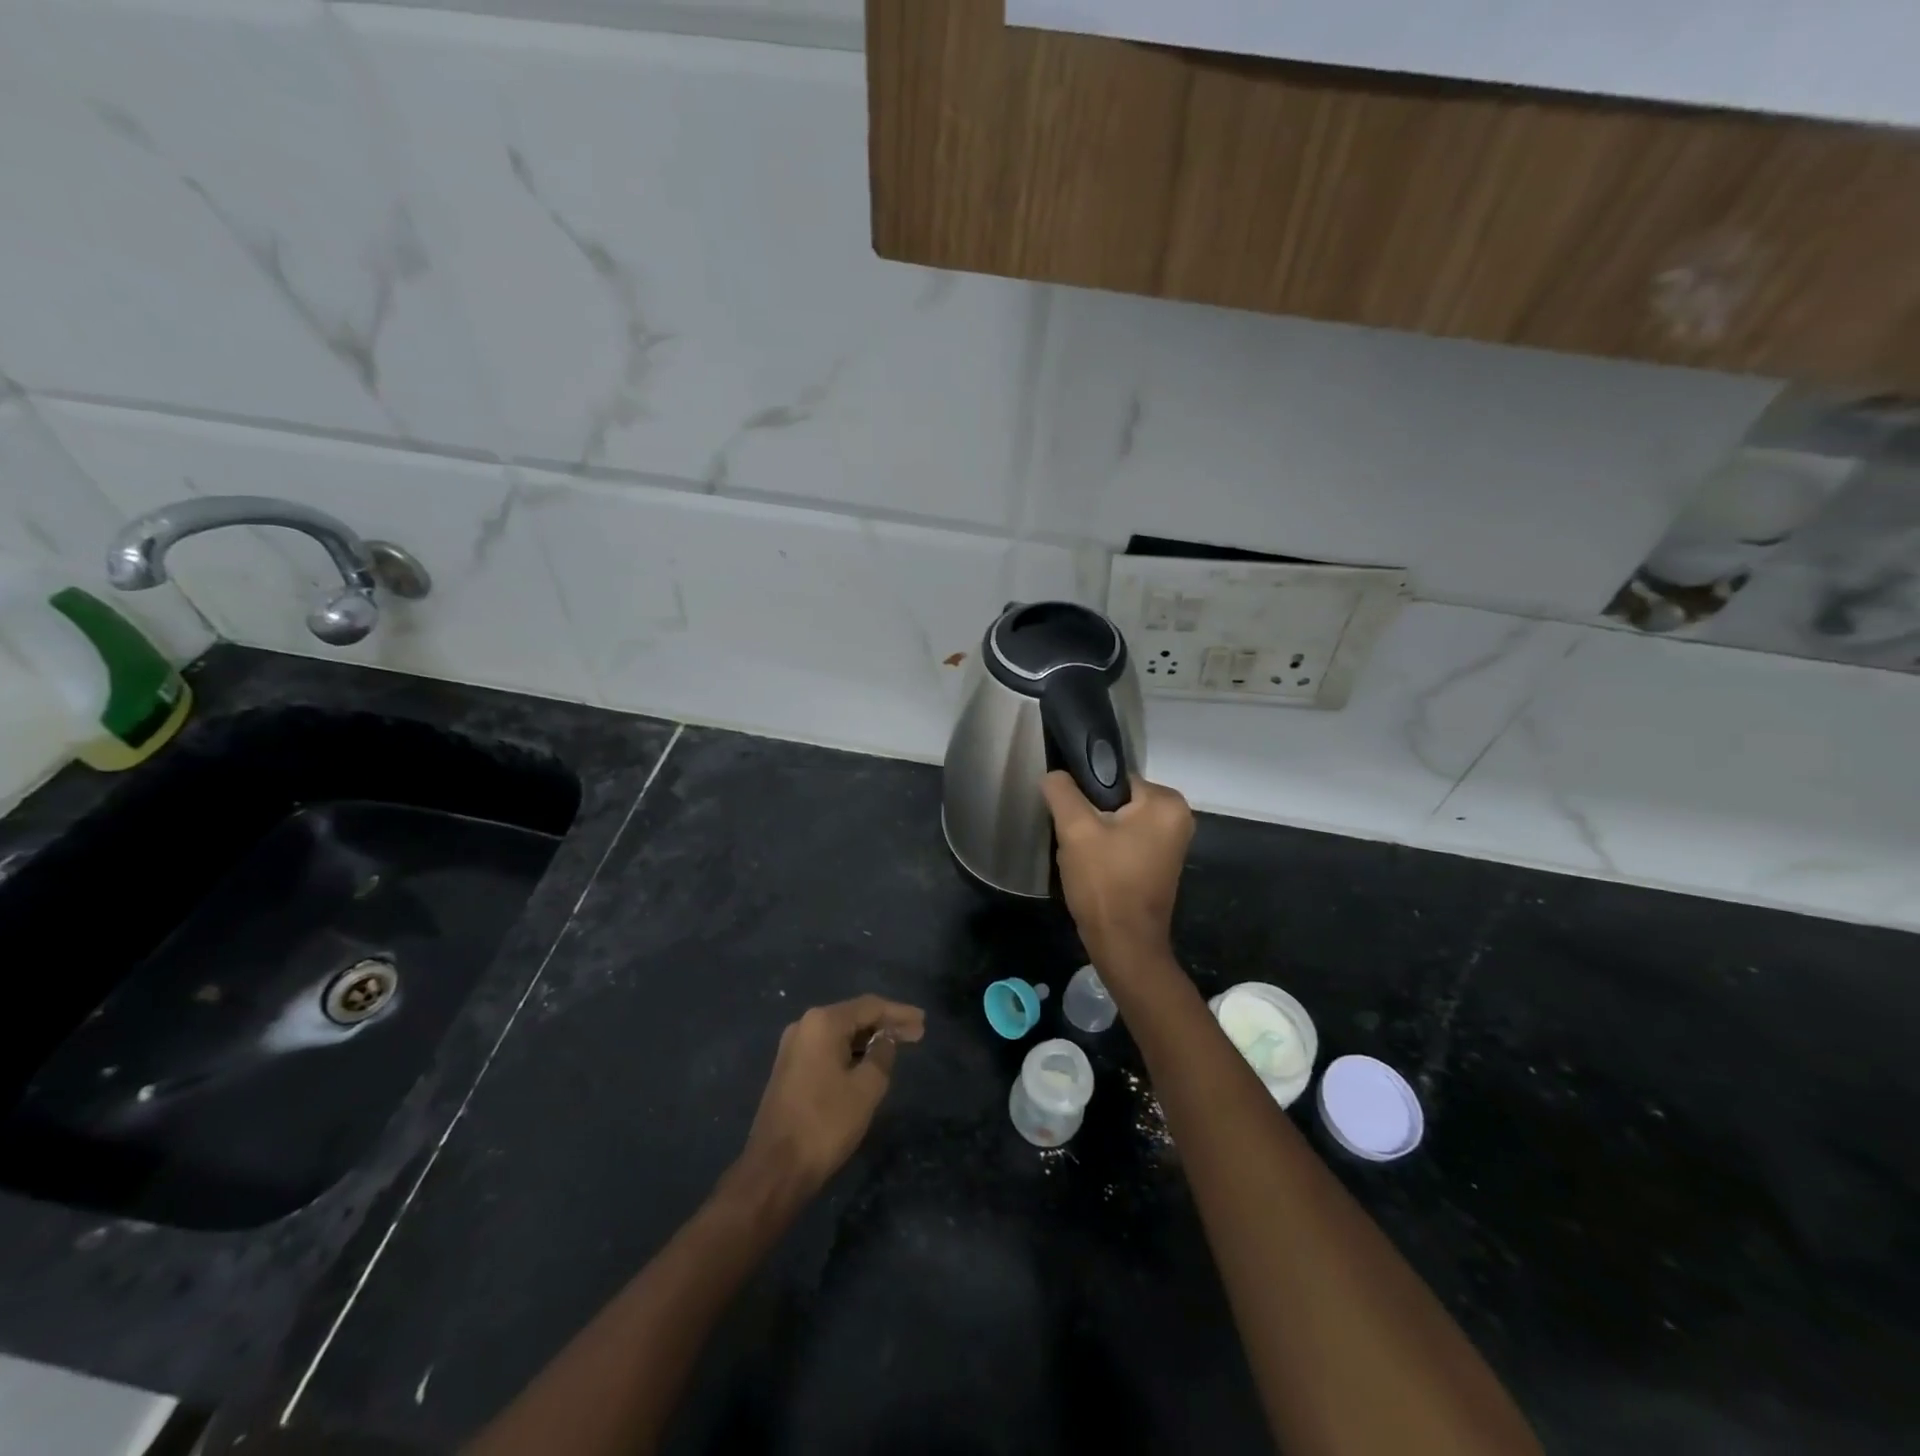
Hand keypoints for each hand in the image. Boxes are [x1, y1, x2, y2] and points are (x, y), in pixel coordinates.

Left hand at [735, 995, 925, 1201]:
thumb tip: (884, 1040)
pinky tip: (868, 1061)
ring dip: (868, 1038)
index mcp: (823, 1023)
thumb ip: (882, 1055)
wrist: (775, 1169)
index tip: (923, 1022)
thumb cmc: (825, 1123)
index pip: (870, 1006)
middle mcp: (805, 1025)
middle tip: (916, 1033)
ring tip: (897, 1046)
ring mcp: (794, 1047)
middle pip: (854, 1016)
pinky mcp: (789, 1068)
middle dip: (885, 1024)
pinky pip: (827, 1048)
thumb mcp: (866, 1088)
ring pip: (840, 1033)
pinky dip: (850, 1051)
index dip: (899, 1013)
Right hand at [1042, 771, 1193, 976]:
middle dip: (1088, 818)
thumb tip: (1054, 775)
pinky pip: (1125, 841)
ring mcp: (1171, 842)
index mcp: (1166, 802)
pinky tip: (1091, 869)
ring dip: (1094, 836)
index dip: (1084, 794)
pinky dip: (1105, 850)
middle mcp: (1177, 817)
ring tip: (1080, 858)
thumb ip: (1062, 792)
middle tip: (1073, 841)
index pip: (1113, 778)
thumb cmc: (1105, 883)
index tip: (1069, 818)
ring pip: (1116, 821)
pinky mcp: (1159, 862)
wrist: (1123, 945)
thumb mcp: (1075, 830)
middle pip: (1115, 800)